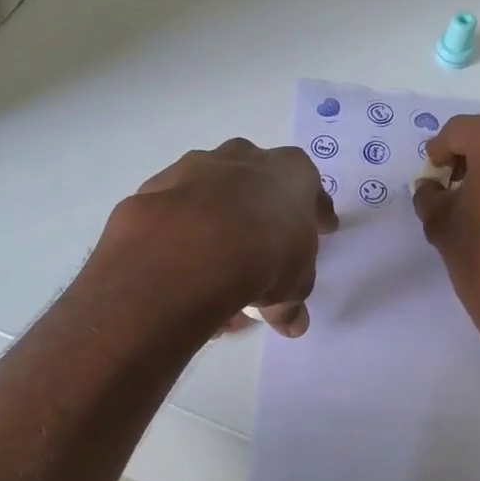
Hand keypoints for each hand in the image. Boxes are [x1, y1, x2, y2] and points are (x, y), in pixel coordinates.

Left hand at [108, 138, 338, 336]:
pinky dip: (181, 233)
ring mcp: (196, 166)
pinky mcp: (157, 186)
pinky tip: (182, 268)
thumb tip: (292, 322)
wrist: (190, 249)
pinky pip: (177, 211)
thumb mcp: (293, 285)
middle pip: (257, 179)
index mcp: (290, 171)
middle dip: (260, 207)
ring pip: (211, 193)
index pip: (310, 186)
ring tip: (215, 267)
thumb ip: (292, 300)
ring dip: (216, 220)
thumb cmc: (265, 256)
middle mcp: (244, 157)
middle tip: (263, 242)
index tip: (322, 228)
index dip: (316, 211)